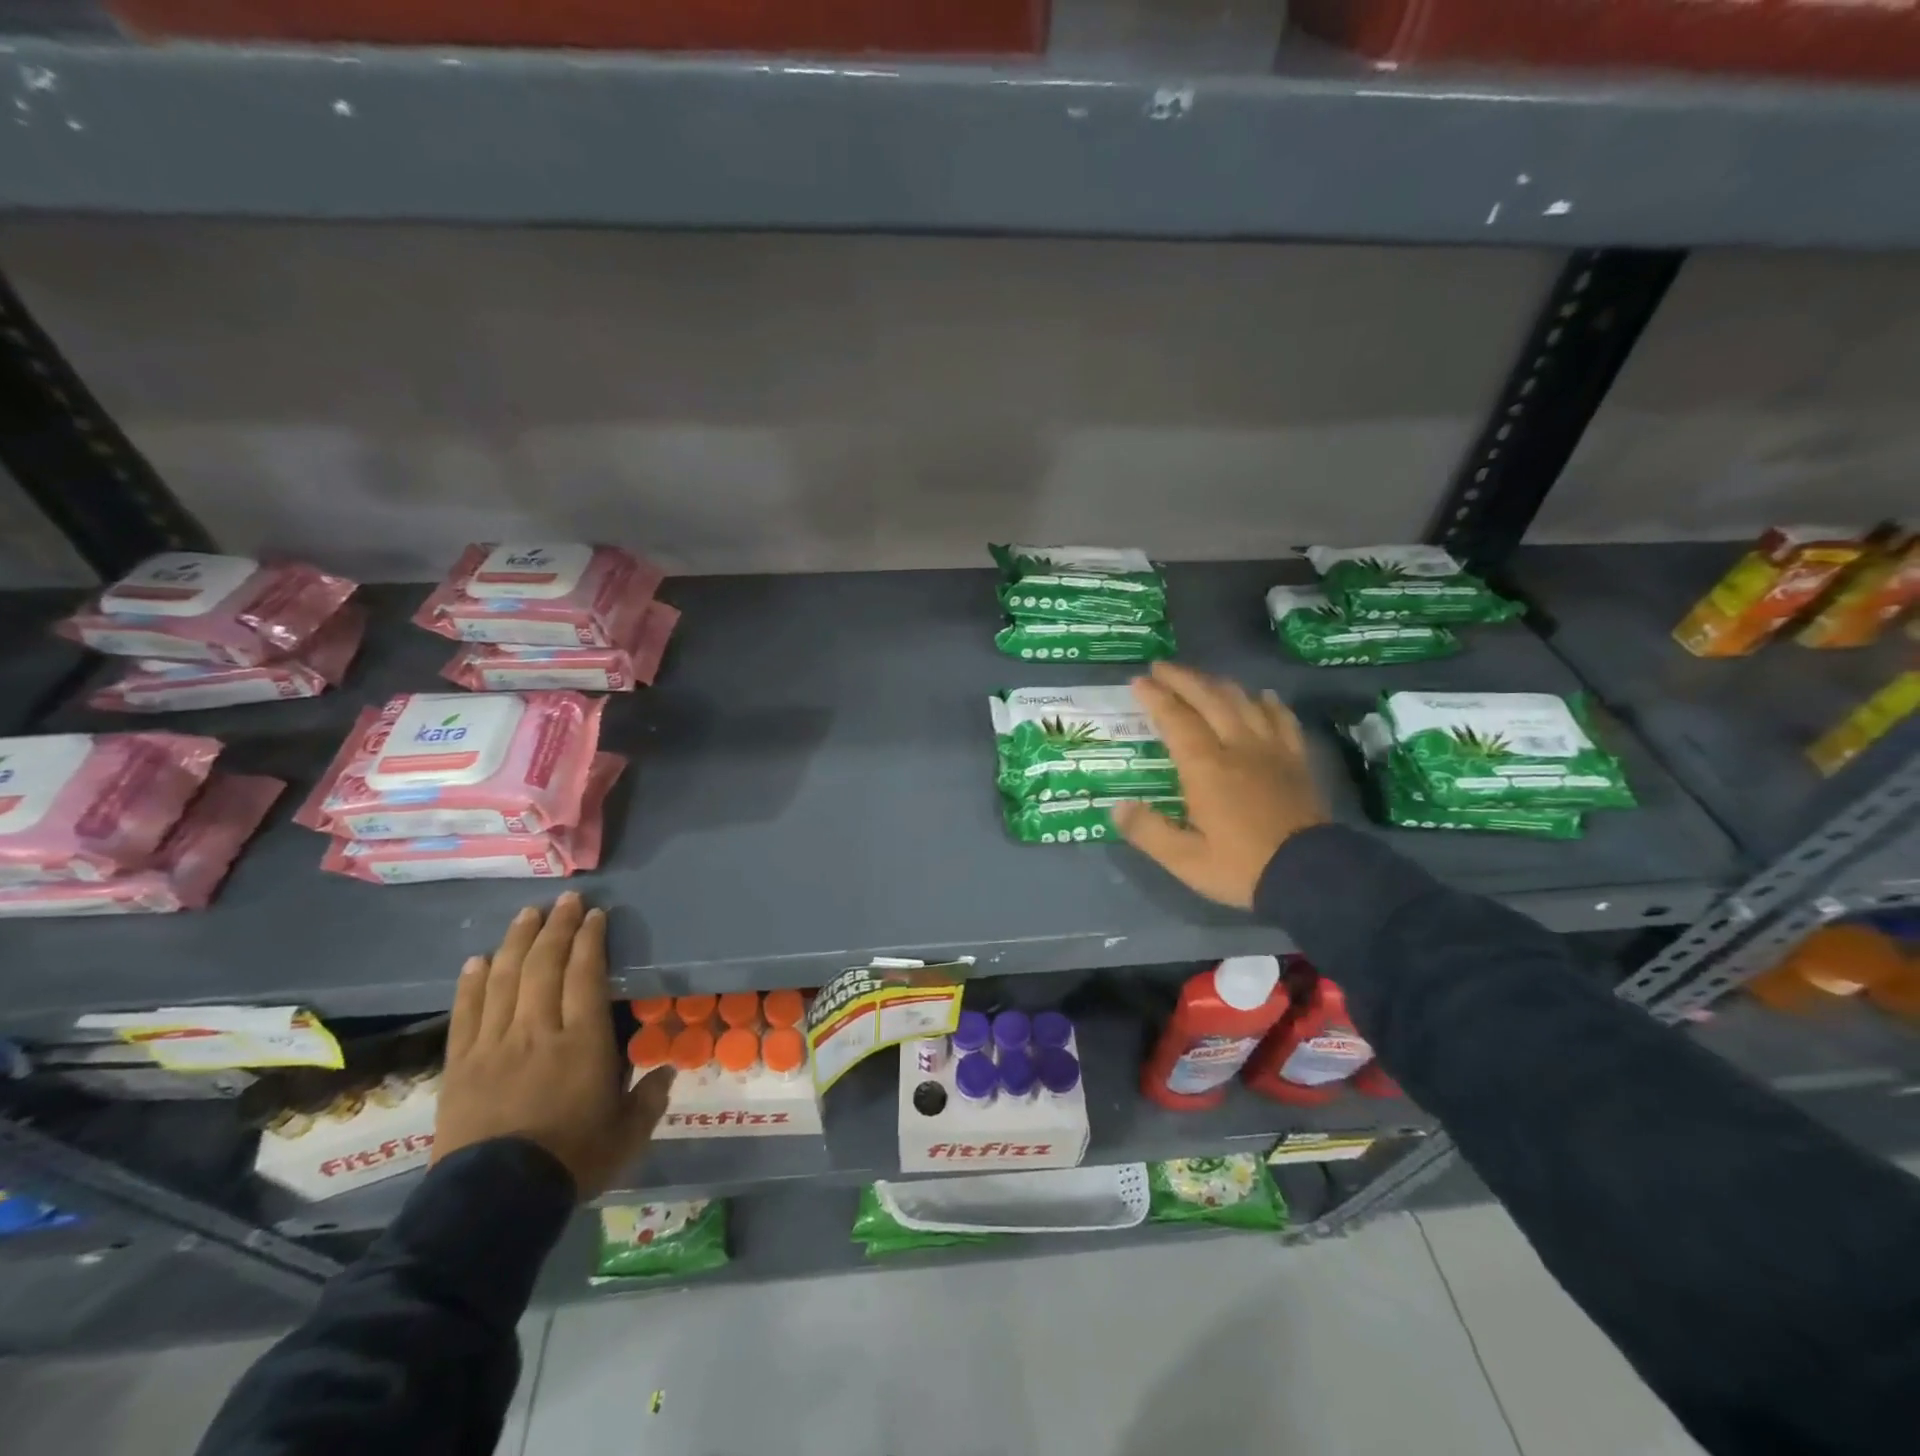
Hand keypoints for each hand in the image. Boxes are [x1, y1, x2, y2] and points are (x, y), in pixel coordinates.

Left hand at [436, 892, 672, 1198]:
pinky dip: (472, 982)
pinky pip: (466, 1013)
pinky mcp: (461, 1064)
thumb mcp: (627, 1134)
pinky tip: (478, 960)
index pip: (586, 975)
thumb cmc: (571, 1162)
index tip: (595, 915)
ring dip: (517, 942)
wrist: (493, 1203)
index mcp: (582, 1042)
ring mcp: (494, 1045)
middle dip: (557, 927)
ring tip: (527, 914)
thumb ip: (649, 1099)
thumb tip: (666, 1071)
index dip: (590, 940)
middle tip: (566, 900)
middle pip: (544, 965)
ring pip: (504, 979)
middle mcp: (538, 1031)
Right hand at [1112, 661, 1329, 908]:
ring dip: (1219, 684)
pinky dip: (1267, 702)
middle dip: (1183, 679)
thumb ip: (1148, 831)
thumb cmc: (1242, 867)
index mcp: (1206, 767)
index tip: (1138, 681)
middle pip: (1209, 698)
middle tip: (1162, 667)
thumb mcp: (1185, 859)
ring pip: (1244, 701)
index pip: (1176, 719)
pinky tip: (1262, 697)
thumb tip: (1117, 807)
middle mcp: (1237, 747)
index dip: (1156, 697)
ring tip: (1202, 679)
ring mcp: (1271, 750)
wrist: (1311, 875)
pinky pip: (1282, 718)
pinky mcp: (1296, 760)